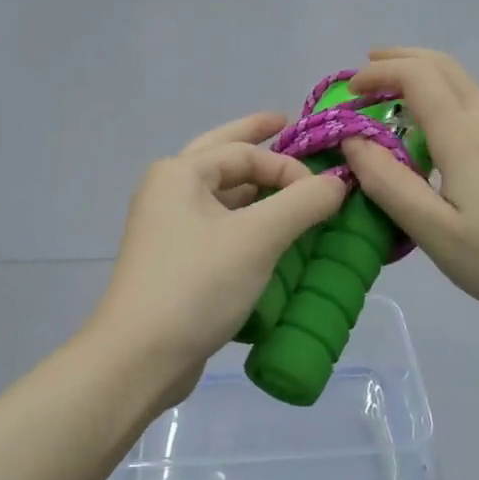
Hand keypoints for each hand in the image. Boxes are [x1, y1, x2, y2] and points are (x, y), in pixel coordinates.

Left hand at [92, 112, 347, 389]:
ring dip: (256, 192)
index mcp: (179, 174)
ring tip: (290, 189)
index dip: (289, 167)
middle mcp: (169, 193)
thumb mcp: (257, 238)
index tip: (325, 194)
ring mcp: (169, 231)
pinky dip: (247, 226)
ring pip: (222, 198)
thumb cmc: (196, 285)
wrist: (140, 357)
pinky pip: (220, 231)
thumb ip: (302, 203)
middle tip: (286, 123)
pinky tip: (271, 236)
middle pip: (222, 158)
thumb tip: (338, 182)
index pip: (244, 153)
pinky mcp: (177, 264)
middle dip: (255, 141)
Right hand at [339, 48, 478, 329]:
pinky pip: (468, 105)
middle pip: (445, 67)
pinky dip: (436, 96)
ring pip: (460, 83)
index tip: (346, 93)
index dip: (379, 74)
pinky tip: (422, 126)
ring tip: (385, 90)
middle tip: (362, 72)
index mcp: (465, 139)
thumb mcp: (433, 231)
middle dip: (400, 59)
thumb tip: (352, 140)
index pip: (419, 78)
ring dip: (420, 74)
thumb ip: (388, 183)